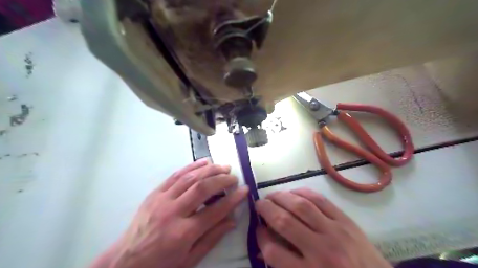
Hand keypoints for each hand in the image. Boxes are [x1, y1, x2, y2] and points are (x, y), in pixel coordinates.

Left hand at [93, 159, 249, 267]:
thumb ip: (212, 238)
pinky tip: (204, 162)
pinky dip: (191, 166)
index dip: (233, 199)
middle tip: (233, 177)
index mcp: (183, 233)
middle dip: (221, 180)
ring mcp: (162, 200)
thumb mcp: (189, 259)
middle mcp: (173, 213)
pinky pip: (175, 175)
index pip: (215, 211)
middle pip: (202, 188)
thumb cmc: (161, 264)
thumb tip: (232, 220)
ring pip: (190, 178)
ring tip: (223, 167)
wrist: (125, 263)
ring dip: (209, 169)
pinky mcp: (155, 193)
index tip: (245, 190)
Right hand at [258, 189, 391, 267]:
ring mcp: (335, 232)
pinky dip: (303, 192)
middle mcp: (321, 251)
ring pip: (301, 206)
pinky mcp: (346, 221)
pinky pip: (321, 200)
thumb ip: (286, 267)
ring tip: (272, 195)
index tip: (258, 230)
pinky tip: (293, 192)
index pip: (274, 252)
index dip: (260, 238)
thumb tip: (266, 245)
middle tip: (259, 204)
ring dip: (281, 197)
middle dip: (266, 209)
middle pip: (284, 222)